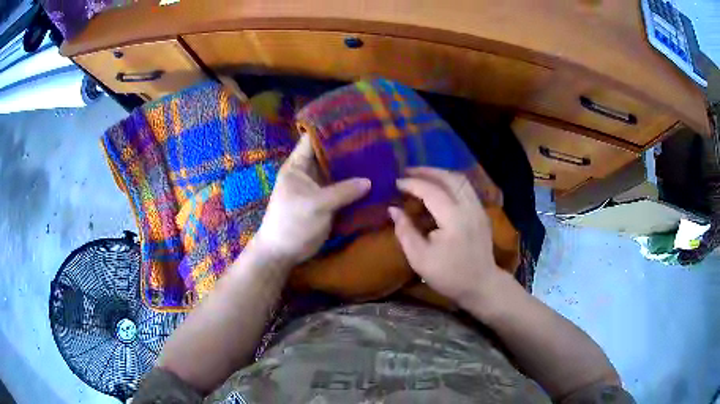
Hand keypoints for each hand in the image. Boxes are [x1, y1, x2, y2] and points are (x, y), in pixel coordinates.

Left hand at [253, 135, 370, 266]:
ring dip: (355, 168)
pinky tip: (374, 180)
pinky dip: (356, 186)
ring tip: (379, 156)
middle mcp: (309, 172)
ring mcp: (319, 187)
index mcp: (298, 165)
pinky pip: (343, 189)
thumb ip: (342, 191)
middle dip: (349, 148)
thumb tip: (370, 181)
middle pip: (330, 155)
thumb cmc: (292, 223)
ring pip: (338, 172)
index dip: (331, 129)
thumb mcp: (316, 205)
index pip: (313, 139)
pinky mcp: (327, 202)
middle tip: (375, 139)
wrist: (283, 252)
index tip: (354, 121)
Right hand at [388, 167, 504, 307]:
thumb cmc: (449, 276)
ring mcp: (479, 208)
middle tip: (407, 172)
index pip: (431, 191)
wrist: (482, 285)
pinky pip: (466, 188)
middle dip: (427, 171)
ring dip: (440, 174)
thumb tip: (393, 209)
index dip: (412, 184)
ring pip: (460, 180)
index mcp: (454, 219)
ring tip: (422, 176)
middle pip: (449, 178)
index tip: (395, 183)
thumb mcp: (420, 259)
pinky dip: (450, 182)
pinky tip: (439, 188)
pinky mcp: (482, 212)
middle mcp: (469, 207)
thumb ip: (405, 231)